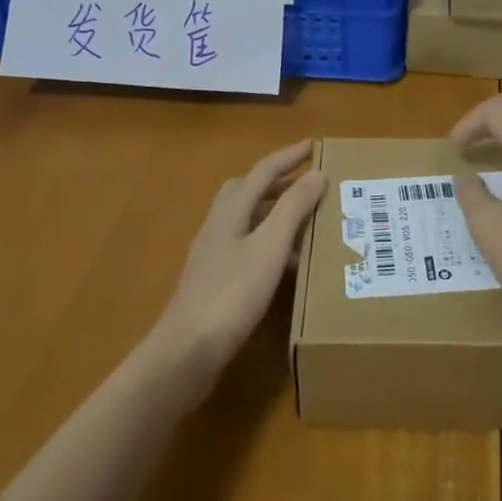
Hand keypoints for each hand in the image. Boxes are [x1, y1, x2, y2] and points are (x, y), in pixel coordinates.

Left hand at [149, 140, 325, 388]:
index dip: (289, 157)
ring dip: (274, 215)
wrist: (185, 354)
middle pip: (248, 191)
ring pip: (247, 221)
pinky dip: (268, 246)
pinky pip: (246, 248)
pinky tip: (284, 268)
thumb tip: (316, 173)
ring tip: (305, 227)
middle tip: (308, 186)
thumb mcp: (269, 247)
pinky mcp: (213, 282)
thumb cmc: (231, 295)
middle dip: (278, 184)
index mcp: (231, 210)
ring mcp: (212, 255)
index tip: (314, 146)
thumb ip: (293, 208)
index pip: (263, 171)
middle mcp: (219, 225)